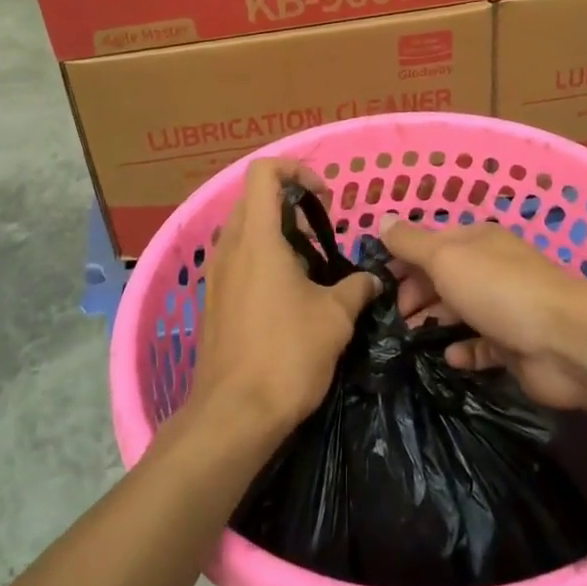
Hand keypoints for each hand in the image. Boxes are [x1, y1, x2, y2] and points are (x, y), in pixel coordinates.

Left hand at [188, 160, 379, 441]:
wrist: (233, 416)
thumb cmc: (286, 356)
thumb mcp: (335, 318)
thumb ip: (357, 288)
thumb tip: (373, 279)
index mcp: (258, 237)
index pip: (264, 171)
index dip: (297, 170)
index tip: (325, 199)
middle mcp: (230, 247)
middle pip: (255, 198)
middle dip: (291, 204)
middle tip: (321, 234)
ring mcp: (216, 274)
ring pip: (245, 229)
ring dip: (278, 234)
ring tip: (310, 268)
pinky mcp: (213, 300)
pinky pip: (238, 259)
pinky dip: (264, 259)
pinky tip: (289, 297)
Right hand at [379, 218, 586, 411]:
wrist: (565, 342)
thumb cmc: (498, 289)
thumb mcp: (445, 257)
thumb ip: (411, 242)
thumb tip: (381, 220)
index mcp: (475, 241)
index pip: (431, 243)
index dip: (402, 259)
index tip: (376, 282)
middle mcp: (490, 268)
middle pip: (443, 278)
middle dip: (415, 293)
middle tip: (390, 317)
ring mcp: (504, 307)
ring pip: (460, 311)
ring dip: (434, 322)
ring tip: (407, 339)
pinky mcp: (514, 345)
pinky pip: (481, 346)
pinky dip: (463, 351)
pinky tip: (448, 358)